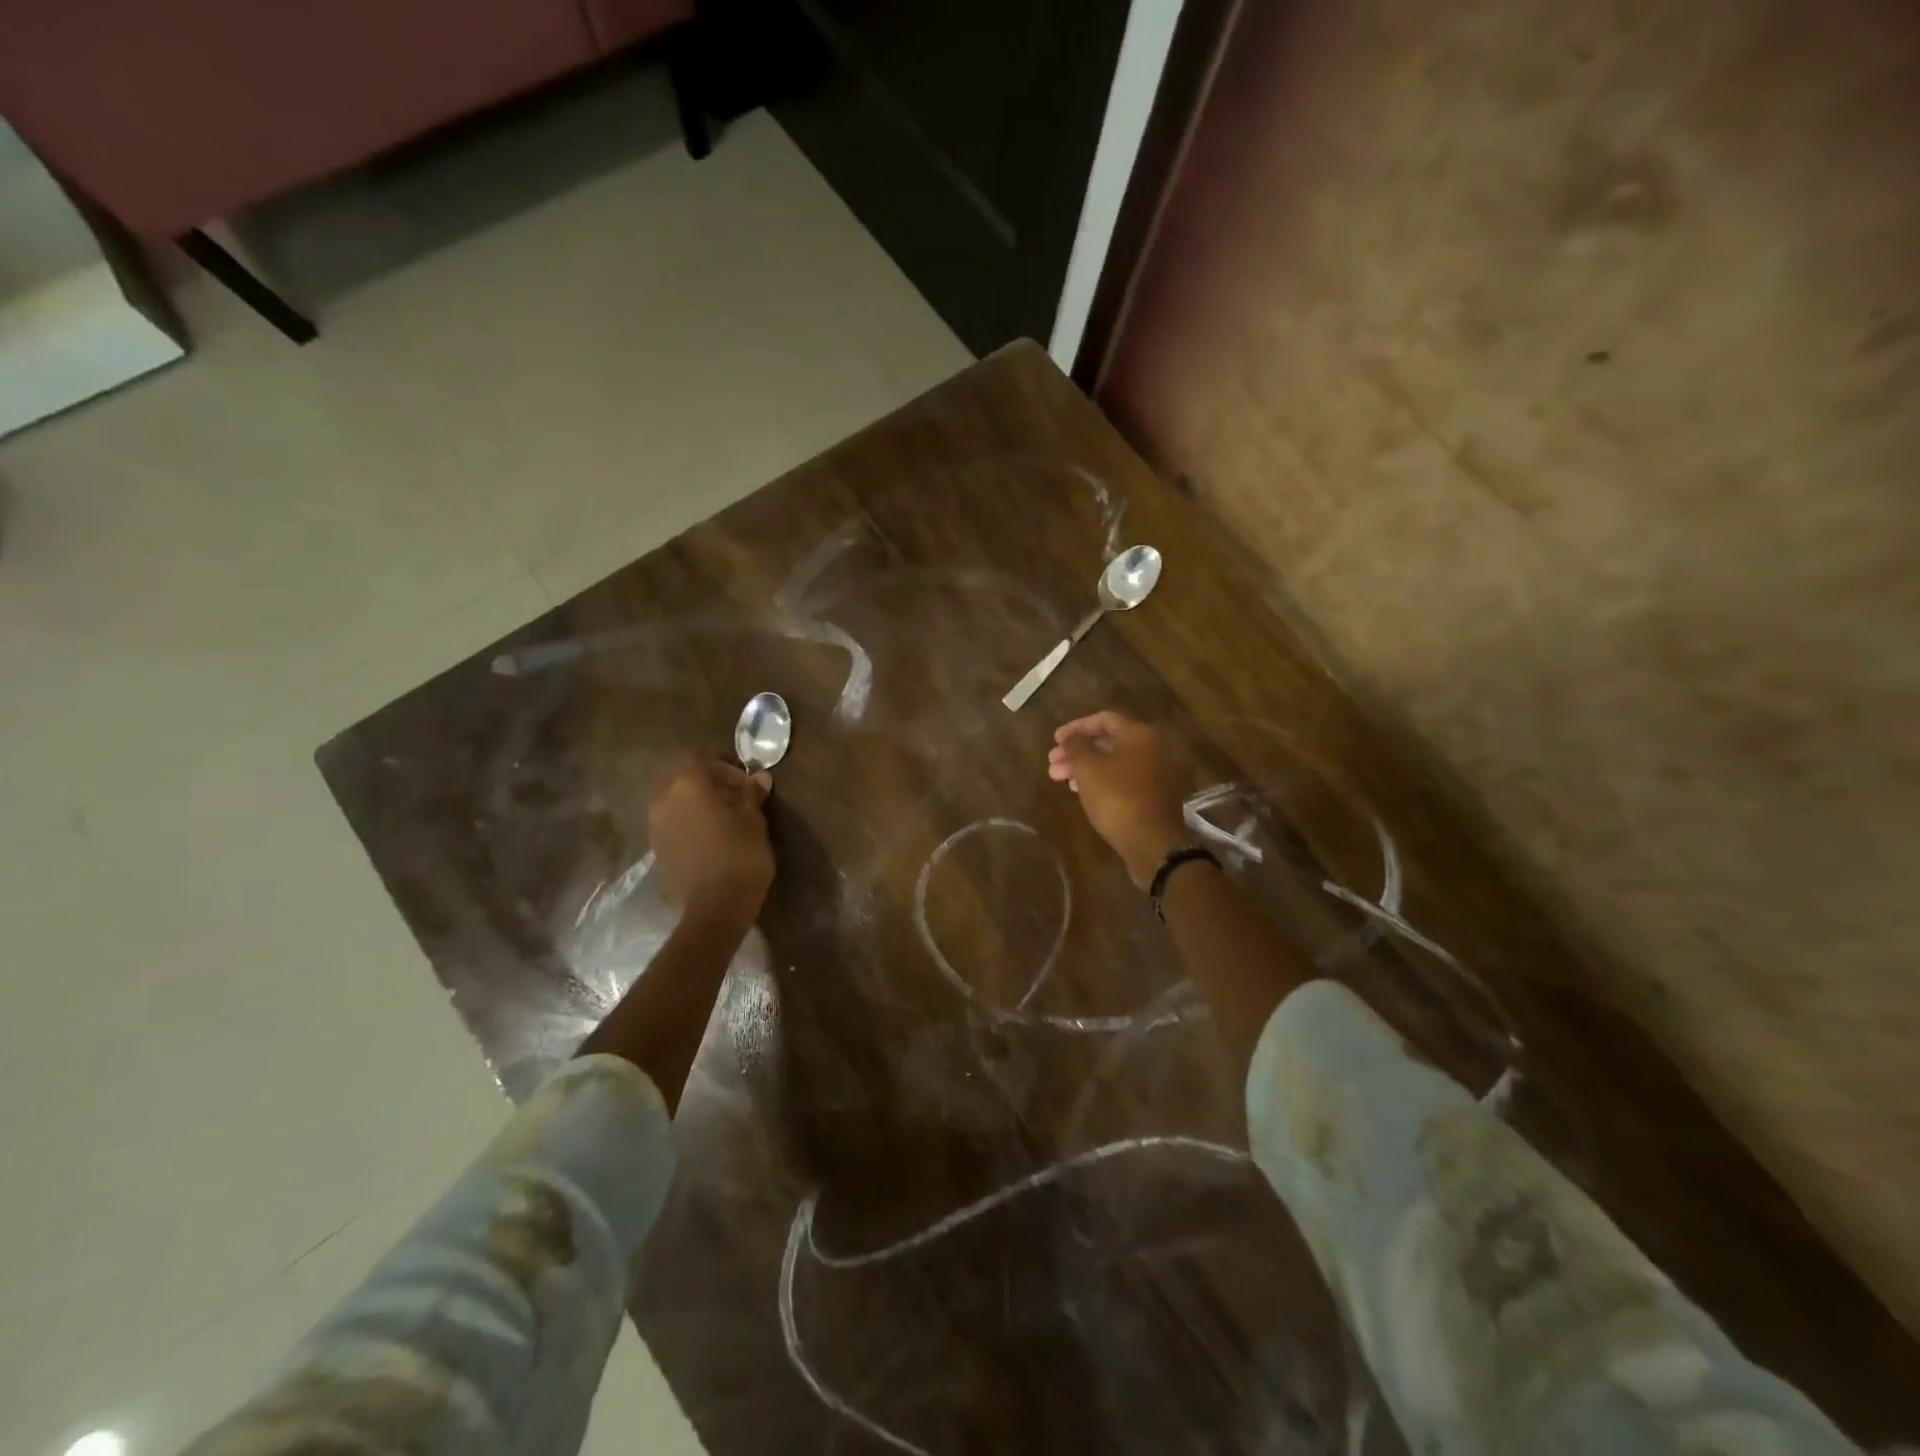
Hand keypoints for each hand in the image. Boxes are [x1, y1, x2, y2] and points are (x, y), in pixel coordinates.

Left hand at [648, 758, 774, 916]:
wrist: (714, 909)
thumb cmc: (740, 856)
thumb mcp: (754, 821)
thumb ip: (751, 795)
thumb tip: (759, 777)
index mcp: (688, 785)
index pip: (703, 761)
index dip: (726, 769)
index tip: (746, 785)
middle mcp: (665, 800)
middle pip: (685, 781)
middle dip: (710, 786)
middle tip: (737, 801)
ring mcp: (656, 827)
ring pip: (677, 804)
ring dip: (698, 806)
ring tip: (725, 822)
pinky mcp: (657, 850)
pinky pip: (673, 825)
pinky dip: (689, 825)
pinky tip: (711, 841)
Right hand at [1048, 711, 1188, 887]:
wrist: (1152, 842)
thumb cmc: (1117, 798)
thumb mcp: (1088, 768)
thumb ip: (1076, 746)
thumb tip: (1070, 736)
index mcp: (1137, 735)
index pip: (1103, 719)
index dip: (1075, 727)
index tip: (1055, 740)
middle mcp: (1150, 749)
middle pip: (1107, 742)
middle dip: (1076, 751)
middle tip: (1052, 763)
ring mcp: (1153, 773)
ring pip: (1112, 762)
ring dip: (1084, 767)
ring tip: (1059, 779)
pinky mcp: (1151, 795)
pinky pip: (1121, 779)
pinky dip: (1099, 781)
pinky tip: (1081, 792)